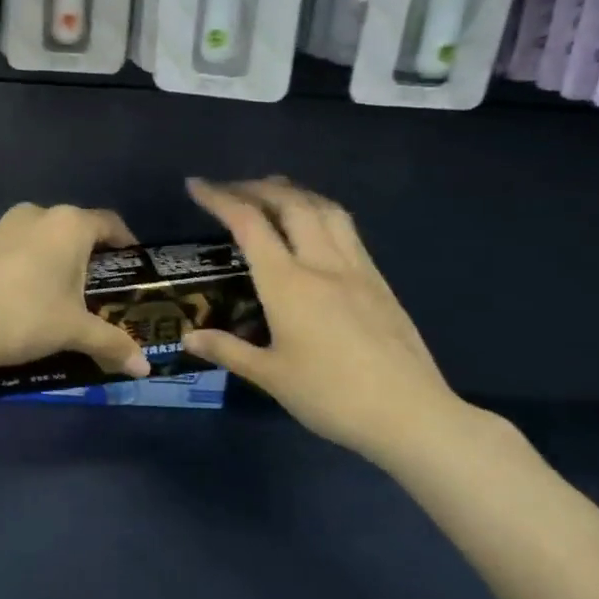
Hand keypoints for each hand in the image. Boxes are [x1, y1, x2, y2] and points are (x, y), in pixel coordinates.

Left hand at [0, 203, 151, 380]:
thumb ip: (111, 344)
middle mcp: (34, 215)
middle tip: (91, 290)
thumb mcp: (73, 332)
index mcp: (67, 225)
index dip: (125, 242)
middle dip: (83, 256)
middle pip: (70, 229)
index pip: (109, 223)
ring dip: (46, 260)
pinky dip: (15, 268)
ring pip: (34, 238)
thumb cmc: (24, 316)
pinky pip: (4, 251)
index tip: (130, 264)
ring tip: (49, 297)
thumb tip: (144, 369)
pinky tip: (9, 300)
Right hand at [182, 177, 466, 465]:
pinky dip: (321, 212)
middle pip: (290, 203)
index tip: (197, 185)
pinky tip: (316, 227)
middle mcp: (322, 263)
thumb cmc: (330, 396)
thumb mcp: (270, 376)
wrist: (409, 414)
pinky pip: (347, 229)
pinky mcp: (379, 281)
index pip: (249, 224)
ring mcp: (357, 268)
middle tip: (231, 188)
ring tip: (274, 191)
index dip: (219, 198)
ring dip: (295, 192)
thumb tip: (188, 337)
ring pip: (326, 209)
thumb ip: (228, 350)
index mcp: (288, 283)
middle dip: (256, 187)